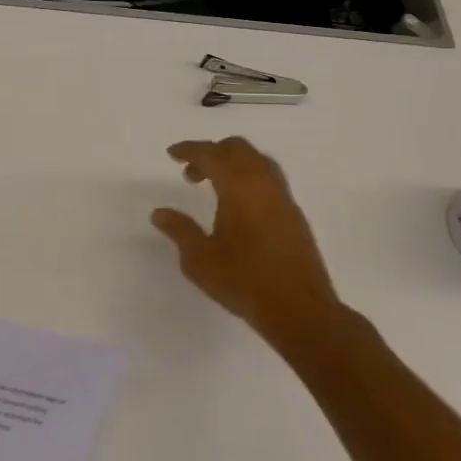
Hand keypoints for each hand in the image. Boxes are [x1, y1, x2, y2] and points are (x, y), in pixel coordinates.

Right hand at [151, 137, 342, 353]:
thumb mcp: (200, 259)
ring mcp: (283, 199)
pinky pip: (270, 180)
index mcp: (238, 187)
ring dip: (233, 164)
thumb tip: (160, 213)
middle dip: (213, 152)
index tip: (172, 153)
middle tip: (192, 172)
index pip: (211, 155)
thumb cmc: (244, 281)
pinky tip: (238, 205)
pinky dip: (249, 179)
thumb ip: (180, 230)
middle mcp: (264, 184)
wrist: (300, 311)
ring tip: (215, 185)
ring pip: (258, 162)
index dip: (189, 150)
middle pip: (238, 149)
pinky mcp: (295, 216)